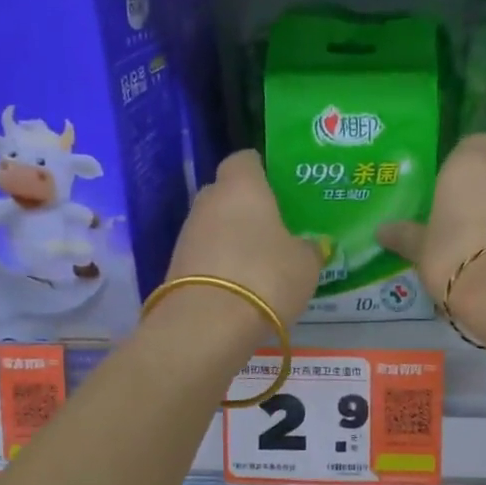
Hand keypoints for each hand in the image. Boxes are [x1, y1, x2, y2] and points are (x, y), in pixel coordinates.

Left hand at [164, 150, 322, 332]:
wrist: (208, 324)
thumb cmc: (266, 276)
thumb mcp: (305, 264)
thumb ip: (308, 248)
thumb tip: (308, 245)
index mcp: (242, 186)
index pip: (246, 160)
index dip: (263, 170)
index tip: (281, 187)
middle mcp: (209, 201)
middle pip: (227, 193)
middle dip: (247, 207)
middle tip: (276, 227)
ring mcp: (188, 234)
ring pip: (215, 226)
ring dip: (233, 238)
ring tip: (261, 261)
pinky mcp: (176, 266)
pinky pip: (205, 255)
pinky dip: (221, 265)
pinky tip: (242, 285)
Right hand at [376, 135, 485, 315]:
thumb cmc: (452, 254)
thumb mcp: (420, 248)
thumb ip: (404, 236)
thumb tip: (382, 231)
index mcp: (470, 164)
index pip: (474, 144)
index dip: (464, 163)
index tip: (450, 188)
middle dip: (482, 192)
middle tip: (459, 222)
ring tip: (480, 249)